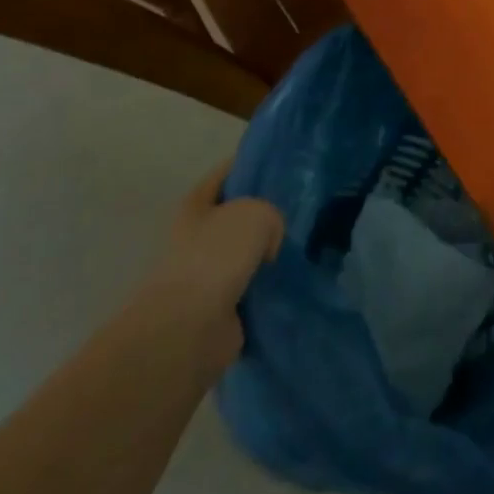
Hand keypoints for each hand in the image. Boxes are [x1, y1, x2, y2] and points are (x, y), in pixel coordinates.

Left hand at [133, 164, 283, 378]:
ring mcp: (207, 274)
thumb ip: (271, 214)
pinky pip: (253, 287)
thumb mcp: (255, 212)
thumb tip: (268, 244)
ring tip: (305, 245)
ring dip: (270, 253)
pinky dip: (270, 286)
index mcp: (195, 205)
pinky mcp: (220, 307)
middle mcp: (197, 236)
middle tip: (303, 209)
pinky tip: (295, 277)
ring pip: (248, 252)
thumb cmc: (216, 256)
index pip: (227, 173)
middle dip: (267, 213)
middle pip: (238, 215)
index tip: (287, 164)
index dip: (254, 165)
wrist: (189, 329)